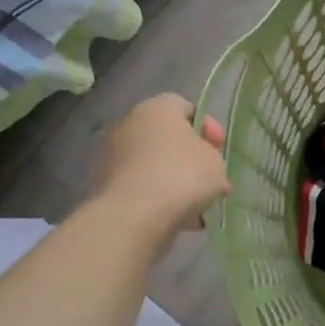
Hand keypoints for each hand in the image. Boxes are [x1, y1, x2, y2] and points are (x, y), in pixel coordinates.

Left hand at [91, 94, 231, 245]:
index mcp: (158, 108)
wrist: (135, 215)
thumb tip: (208, 169)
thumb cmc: (182, 175)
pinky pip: (141, 186)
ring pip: (153, 163)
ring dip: (173, 179)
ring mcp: (112, 154)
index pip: (187, 108)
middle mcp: (130, 123)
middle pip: (167, 136)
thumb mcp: (216, 162)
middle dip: (189, 156)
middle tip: (209, 177)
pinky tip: (178, 217)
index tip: (219, 150)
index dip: (208, 128)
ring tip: (196, 204)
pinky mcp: (105, 184)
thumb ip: (214, 158)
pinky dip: (157, 197)